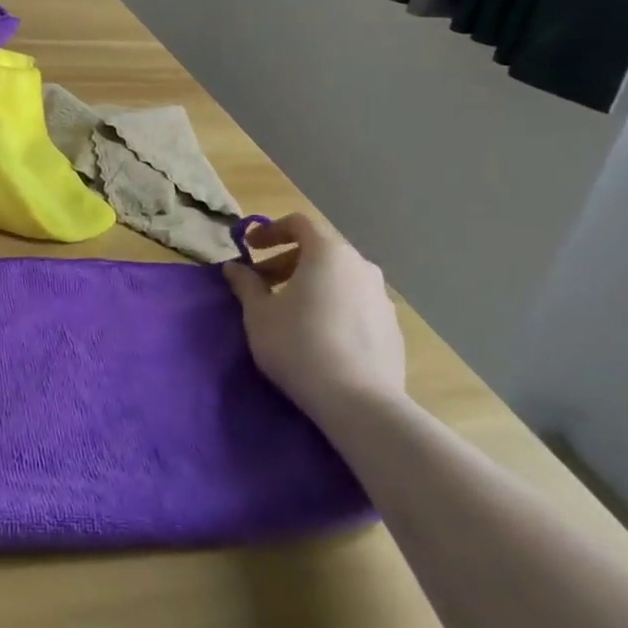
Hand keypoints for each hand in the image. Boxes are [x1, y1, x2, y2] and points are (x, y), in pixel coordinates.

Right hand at [223, 212, 405, 427]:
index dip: (270, 230)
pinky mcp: (393, 328)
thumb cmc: (299, 345)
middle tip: (261, 284)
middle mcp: (360, 266)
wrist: (360, 404)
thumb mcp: (259, 314)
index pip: (298, 223)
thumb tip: (234, 268)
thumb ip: (246, 284)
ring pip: (339, 278)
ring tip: (290, 311)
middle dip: (286, 261)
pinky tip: (320, 335)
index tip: (249, 248)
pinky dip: (334, 306)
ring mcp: (382, 297)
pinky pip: (356, 304)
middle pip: (319, 250)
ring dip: (311, 284)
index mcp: (328, 253)